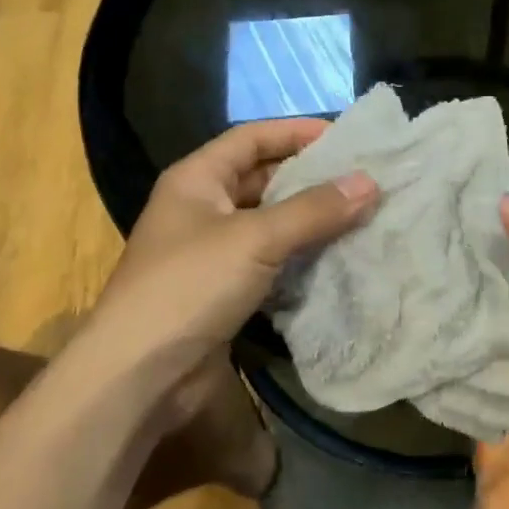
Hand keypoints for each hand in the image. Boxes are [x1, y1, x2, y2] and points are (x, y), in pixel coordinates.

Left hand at [80, 119, 376, 407]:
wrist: (138, 377)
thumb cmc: (189, 286)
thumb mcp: (255, 239)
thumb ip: (314, 210)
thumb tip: (370, 182)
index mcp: (196, 179)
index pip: (252, 138)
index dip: (296, 131)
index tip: (346, 137)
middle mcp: (202, 208)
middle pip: (263, 178)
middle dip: (310, 177)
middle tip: (363, 178)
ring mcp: (211, 252)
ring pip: (270, 222)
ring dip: (311, 219)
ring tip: (362, 214)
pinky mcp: (224, 291)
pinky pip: (271, 260)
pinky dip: (301, 256)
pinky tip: (338, 256)